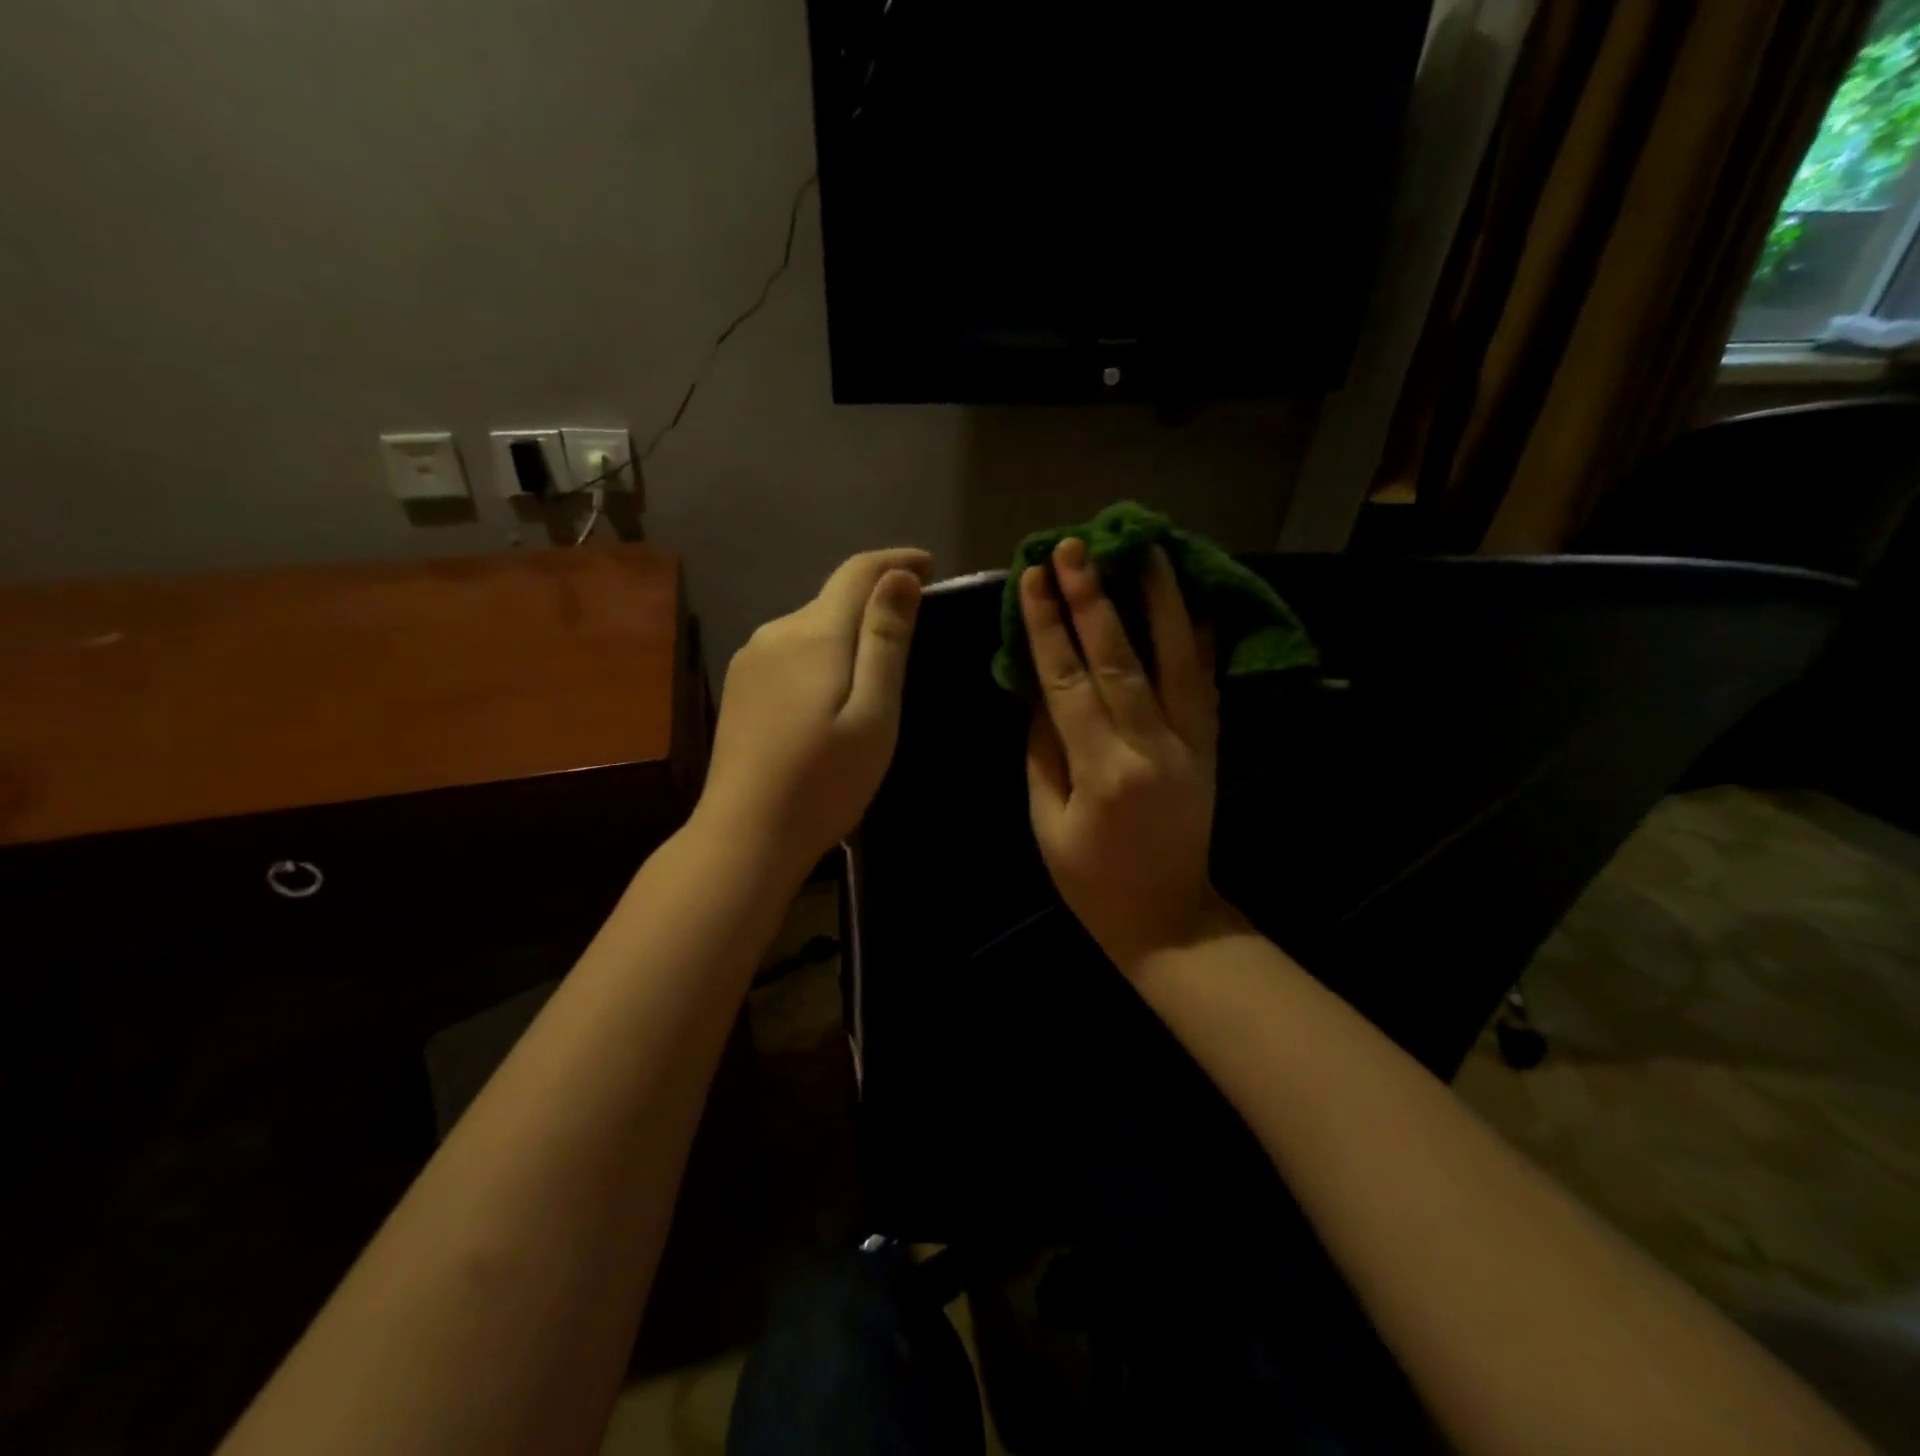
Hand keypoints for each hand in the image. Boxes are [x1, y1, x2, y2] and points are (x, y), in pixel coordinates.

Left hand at [697, 548, 930, 877]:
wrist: (745, 835)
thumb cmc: (824, 781)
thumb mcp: (874, 713)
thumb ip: (885, 640)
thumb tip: (899, 575)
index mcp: (813, 633)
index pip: (858, 572)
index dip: (895, 562)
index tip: (929, 565)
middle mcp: (776, 632)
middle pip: (833, 600)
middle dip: (874, 604)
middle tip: (913, 636)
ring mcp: (750, 660)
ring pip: (811, 628)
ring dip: (846, 635)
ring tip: (875, 677)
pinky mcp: (740, 687)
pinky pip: (791, 653)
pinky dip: (821, 658)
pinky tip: (829, 699)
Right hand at [1022, 539, 1228, 974]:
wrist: (1167, 917)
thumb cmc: (1091, 881)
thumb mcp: (1047, 823)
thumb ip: (1043, 752)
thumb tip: (1038, 691)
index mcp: (1102, 770)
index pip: (1068, 681)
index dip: (1048, 627)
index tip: (1033, 578)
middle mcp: (1152, 746)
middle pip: (1120, 658)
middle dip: (1094, 597)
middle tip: (1076, 548)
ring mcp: (1190, 744)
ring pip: (1177, 659)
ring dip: (1160, 601)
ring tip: (1147, 551)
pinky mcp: (1210, 747)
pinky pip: (1206, 685)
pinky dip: (1200, 641)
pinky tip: (1193, 603)